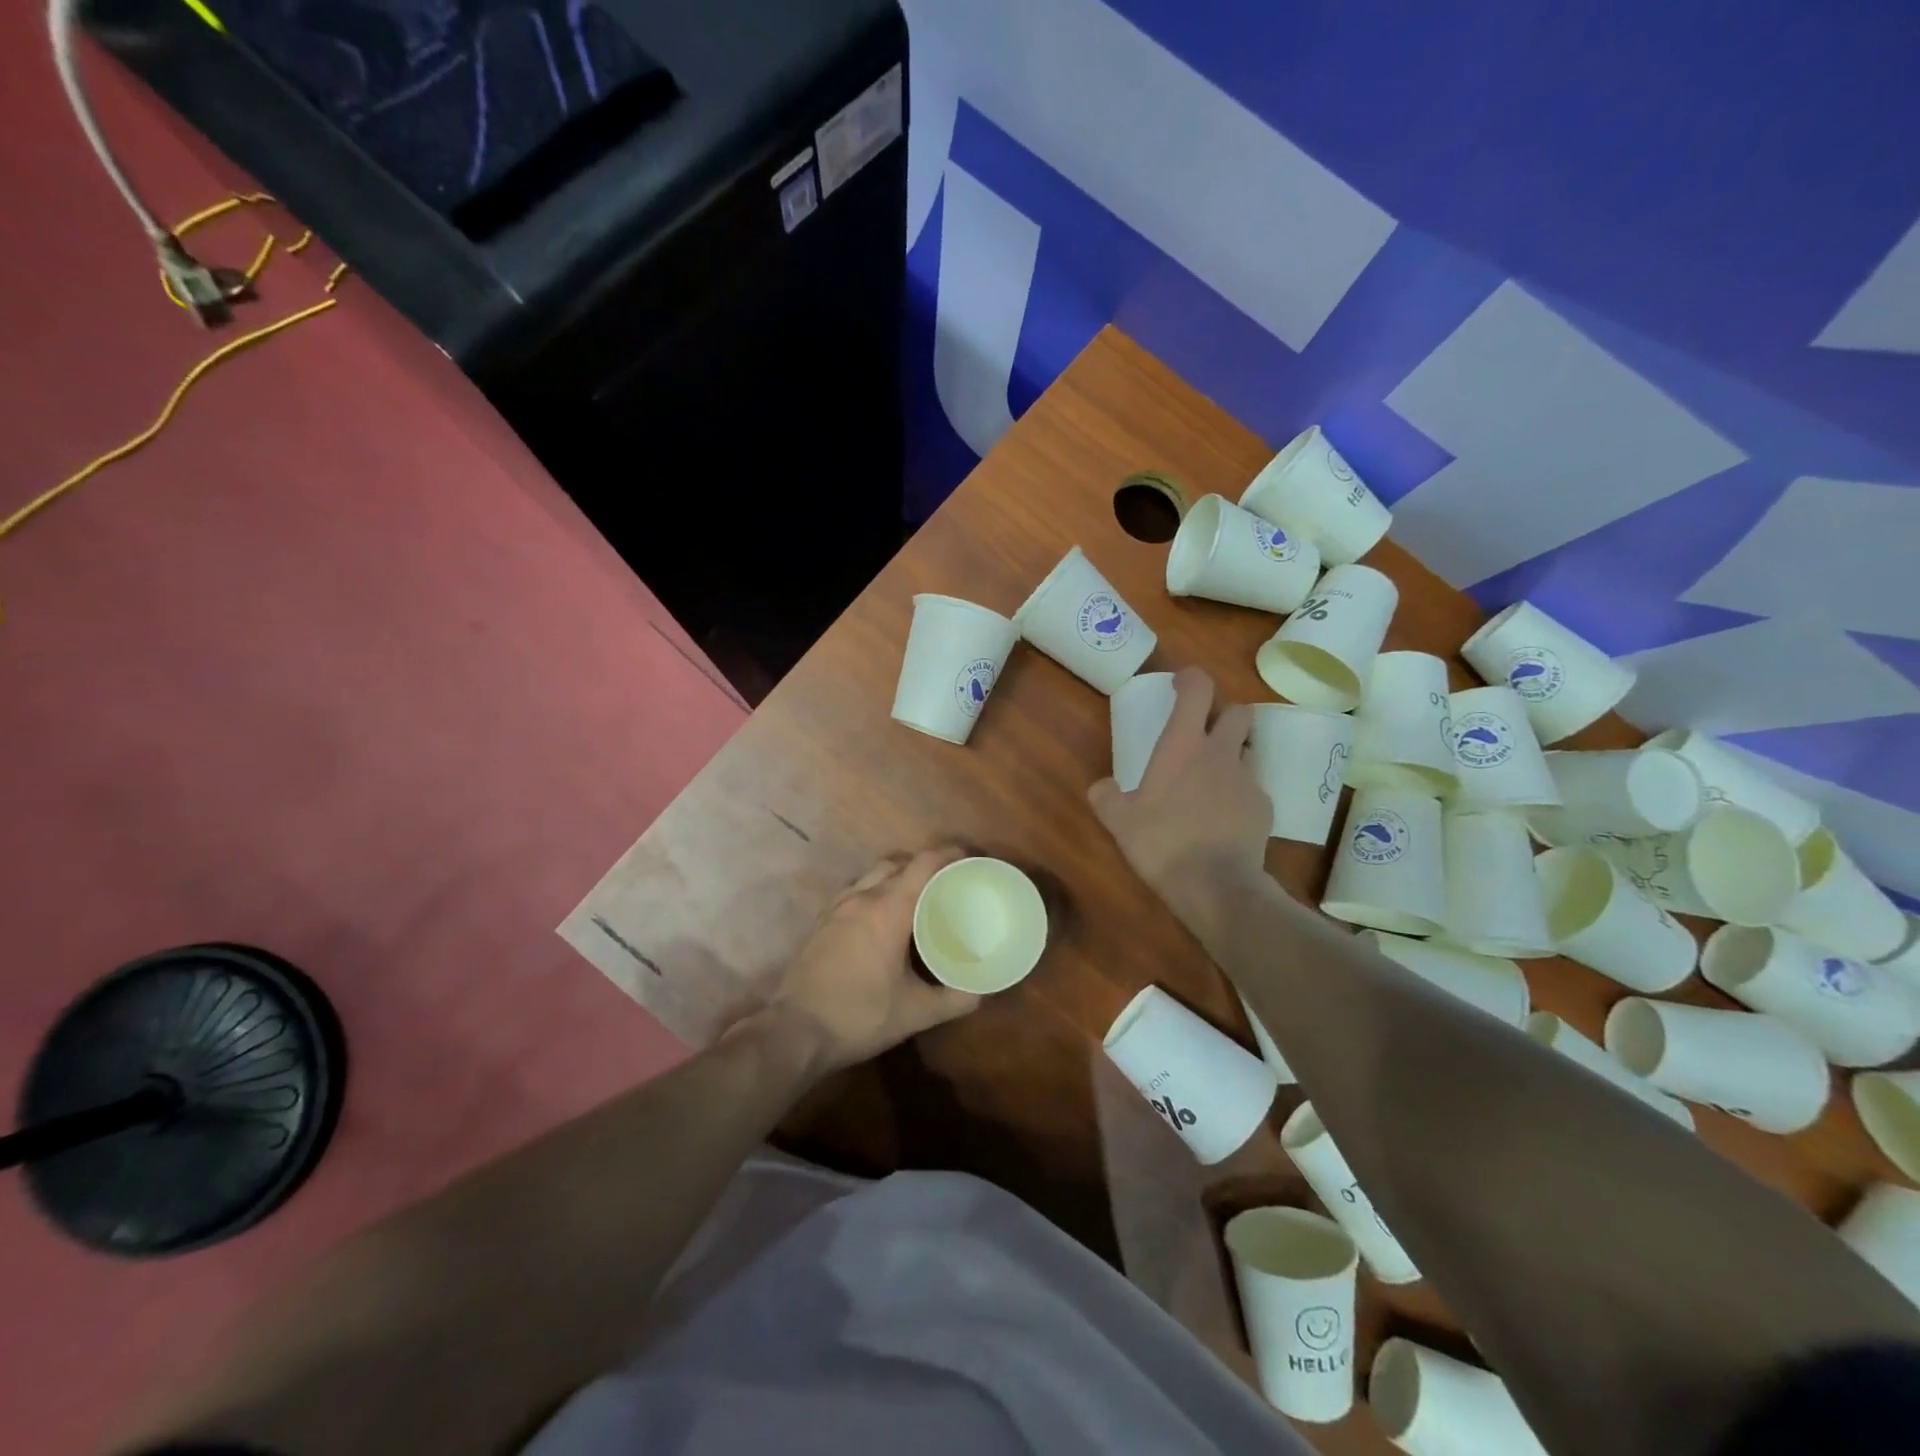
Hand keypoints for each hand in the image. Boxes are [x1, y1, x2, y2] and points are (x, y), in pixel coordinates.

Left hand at [757, 848, 981, 1076]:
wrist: (795, 1032)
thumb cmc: (860, 1016)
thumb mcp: (916, 1012)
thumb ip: (954, 1000)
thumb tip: (981, 992)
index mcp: (889, 909)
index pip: (924, 864)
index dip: (949, 854)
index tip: (969, 858)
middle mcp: (862, 897)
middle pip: (898, 863)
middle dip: (924, 866)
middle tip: (946, 883)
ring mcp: (837, 907)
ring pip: (872, 875)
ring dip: (896, 877)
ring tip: (915, 899)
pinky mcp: (821, 922)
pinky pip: (854, 892)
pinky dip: (873, 892)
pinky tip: (879, 920)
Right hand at [1088, 667, 1266, 927]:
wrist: (1215, 885)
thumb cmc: (1162, 841)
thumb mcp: (1119, 820)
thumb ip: (1106, 796)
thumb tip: (1101, 787)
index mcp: (1184, 745)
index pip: (1199, 690)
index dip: (1191, 678)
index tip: (1180, 683)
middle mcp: (1221, 753)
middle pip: (1238, 712)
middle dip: (1223, 714)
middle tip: (1203, 732)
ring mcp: (1248, 780)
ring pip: (1248, 750)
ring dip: (1233, 753)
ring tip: (1212, 779)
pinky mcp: (1264, 808)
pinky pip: (1253, 788)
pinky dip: (1239, 794)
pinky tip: (1223, 818)